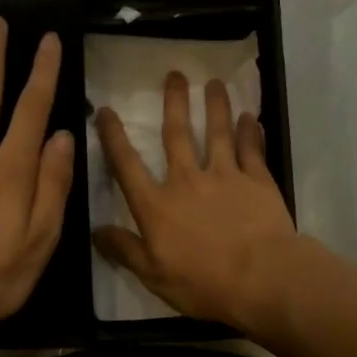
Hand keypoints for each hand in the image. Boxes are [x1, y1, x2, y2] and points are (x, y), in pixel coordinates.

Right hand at [93, 72, 299, 329]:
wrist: (261, 278)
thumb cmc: (202, 282)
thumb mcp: (153, 275)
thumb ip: (125, 249)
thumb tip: (95, 231)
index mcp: (156, 205)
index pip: (127, 166)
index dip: (114, 137)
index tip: (105, 110)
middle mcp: (187, 181)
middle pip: (176, 135)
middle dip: (173, 103)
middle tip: (174, 74)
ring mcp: (225, 176)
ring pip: (217, 132)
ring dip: (215, 106)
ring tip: (214, 83)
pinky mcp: (258, 181)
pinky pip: (252, 149)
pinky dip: (251, 132)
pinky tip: (252, 117)